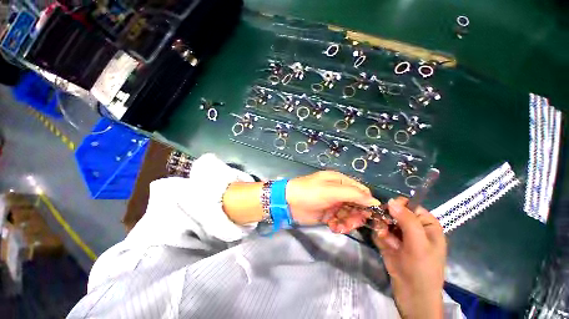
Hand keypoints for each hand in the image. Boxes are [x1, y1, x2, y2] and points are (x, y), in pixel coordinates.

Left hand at [286, 171, 380, 232]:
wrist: (289, 202)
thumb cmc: (310, 193)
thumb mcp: (331, 191)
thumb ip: (353, 194)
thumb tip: (375, 201)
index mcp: (340, 181)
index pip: (361, 191)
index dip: (367, 202)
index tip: (370, 215)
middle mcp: (338, 192)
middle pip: (357, 205)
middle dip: (356, 215)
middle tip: (351, 223)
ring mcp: (333, 203)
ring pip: (349, 215)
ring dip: (348, 223)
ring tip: (339, 227)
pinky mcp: (328, 214)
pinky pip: (340, 221)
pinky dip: (339, 226)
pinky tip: (333, 227)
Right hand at [372, 197, 445, 318]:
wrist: (412, 296)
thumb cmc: (422, 269)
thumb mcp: (418, 243)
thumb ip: (407, 220)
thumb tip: (391, 201)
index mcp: (426, 224)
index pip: (409, 206)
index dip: (397, 206)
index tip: (387, 211)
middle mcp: (413, 227)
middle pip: (393, 212)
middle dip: (387, 220)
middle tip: (385, 230)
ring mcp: (400, 235)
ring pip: (384, 222)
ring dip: (383, 230)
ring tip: (388, 243)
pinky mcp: (390, 243)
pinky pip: (379, 232)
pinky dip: (380, 238)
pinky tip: (385, 248)